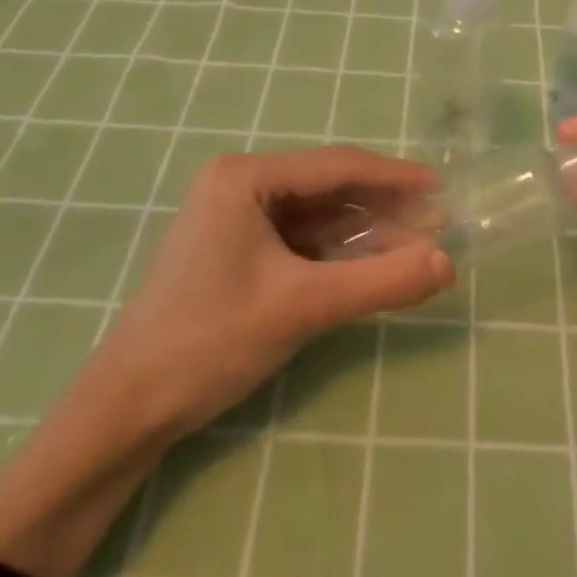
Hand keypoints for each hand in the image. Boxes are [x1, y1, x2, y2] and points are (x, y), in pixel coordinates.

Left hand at [94, 147, 454, 441]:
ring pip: (318, 217)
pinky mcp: (238, 250)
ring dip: (366, 233)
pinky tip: (375, 265)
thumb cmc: (209, 341)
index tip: (441, 187)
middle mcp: (240, 184)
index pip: (336, 166)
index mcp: (245, 176)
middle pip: (329, 189)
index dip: (394, 176)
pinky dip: (339, 254)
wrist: (127, 410)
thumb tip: (449, 263)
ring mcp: (236, 218)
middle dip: (384, 209)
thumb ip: (380, 282)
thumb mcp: (302, 307)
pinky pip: (302, 241)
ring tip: (419, 246)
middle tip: (438, 225)